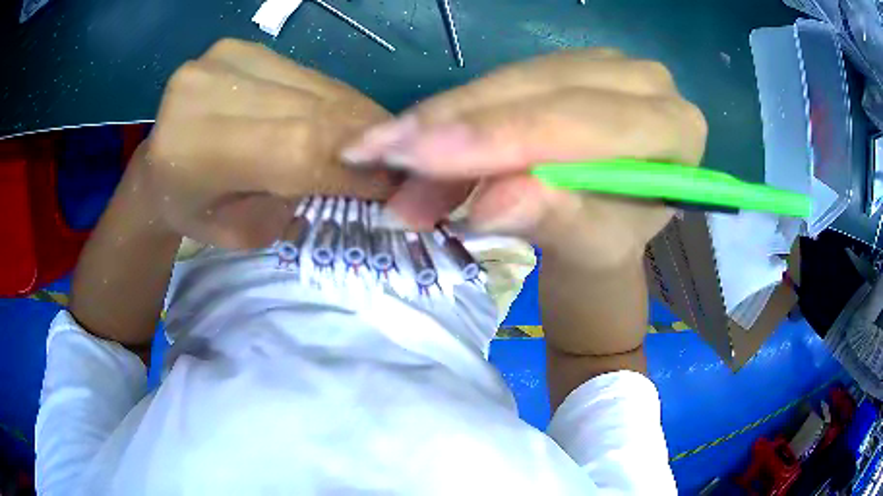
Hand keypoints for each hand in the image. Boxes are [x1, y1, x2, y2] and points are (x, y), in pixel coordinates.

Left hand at [136, 39, 395, 248]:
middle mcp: (208, 89)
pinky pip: (306, 74)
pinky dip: (332, 100)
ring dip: (355, 118)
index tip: (398, 185)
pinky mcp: (240, 47)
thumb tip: (367, 171)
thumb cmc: (196, 212)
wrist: (158, 169)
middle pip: (313, 109)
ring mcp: (225, 58)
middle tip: (399, 162)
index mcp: (196, 149)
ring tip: (375, 143)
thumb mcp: (246, 233)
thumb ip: (299, 199)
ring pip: (317, 86)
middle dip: (367, 140)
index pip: (298, 147)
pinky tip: (341, 120)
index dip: (357, 164)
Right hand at [342, 50, 706, 269]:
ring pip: (509, 81)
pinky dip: (452, 113)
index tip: (420, 157)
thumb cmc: (608, 242)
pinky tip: (413, 139)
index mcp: (674, 130)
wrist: (607, 224)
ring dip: (441, 122)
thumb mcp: (590, 245)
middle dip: (454, 125)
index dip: (501, 138)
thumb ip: (554, 218)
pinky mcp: (565, 64)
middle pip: (538, 92)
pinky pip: (500, 80)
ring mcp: (602, 65)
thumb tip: (491, 203)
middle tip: (379, 152)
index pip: (584, 122)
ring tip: (384, 157)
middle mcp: (644, 82)